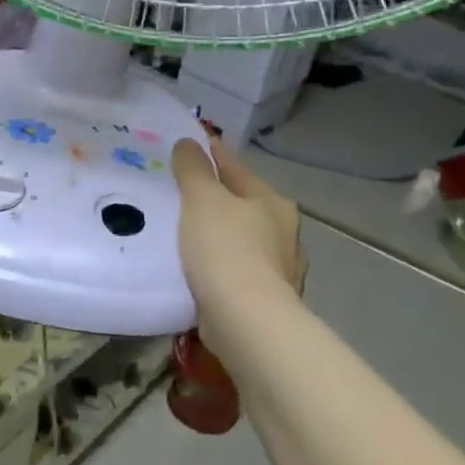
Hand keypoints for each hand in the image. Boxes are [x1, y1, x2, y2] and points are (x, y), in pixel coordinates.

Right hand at [171, 136, 306, 318]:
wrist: (246, 321)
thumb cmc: (226, 249)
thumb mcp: (202, 199)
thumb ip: (193, 169)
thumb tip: (188, 143)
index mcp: (272, 202)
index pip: (236, 168)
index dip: (211, 154)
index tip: (189, 146)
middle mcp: (283, 233)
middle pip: (242, 205)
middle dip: (216, 199)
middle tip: (180, 193)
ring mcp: (279, 269)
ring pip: (241, 240)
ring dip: (218, 236)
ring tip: (184, 234)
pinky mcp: (266, 300)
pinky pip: (235, 272)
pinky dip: (219, 267)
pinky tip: (198, 271)